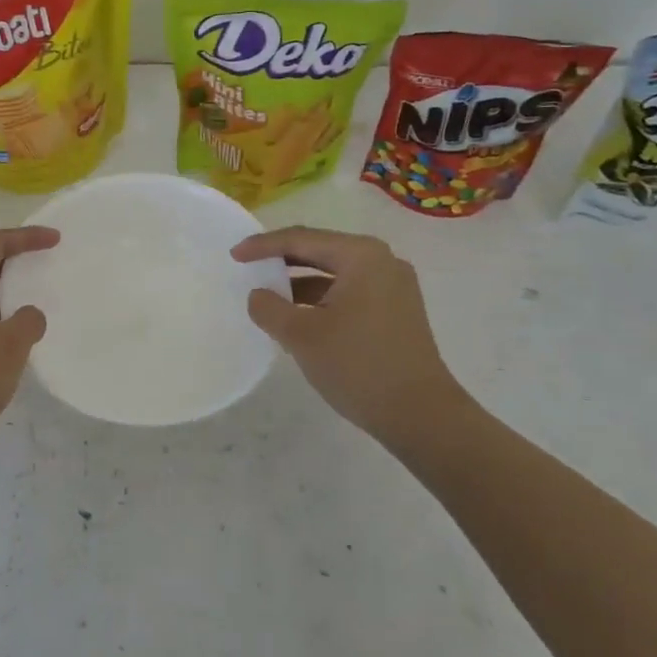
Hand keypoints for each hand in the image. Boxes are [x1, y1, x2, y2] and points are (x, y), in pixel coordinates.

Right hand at [232, 227, 471, 449]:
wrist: (422, 417)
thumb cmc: (358, 366)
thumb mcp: (301, 336)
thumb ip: (269, 308)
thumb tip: (259, 295)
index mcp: (361, 255)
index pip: (301, 239)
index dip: (263, 246)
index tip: (234, 255)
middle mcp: (382, 261)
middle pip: (321, 250)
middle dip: (283, 260)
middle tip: (249, 267)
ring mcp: (394, 286)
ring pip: (335, 273)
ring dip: (301, 282)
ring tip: (269, 295)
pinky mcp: (398, 311)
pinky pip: (350, 292)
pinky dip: (322, 299)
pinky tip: (299, 317)